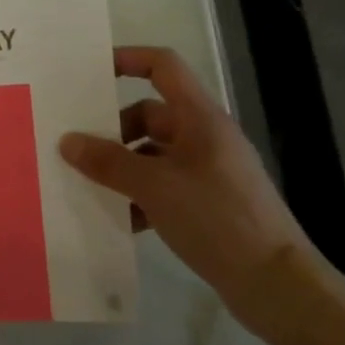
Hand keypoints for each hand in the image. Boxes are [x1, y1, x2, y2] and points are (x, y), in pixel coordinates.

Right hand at [60, 47, 311, 320]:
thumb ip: (108, 162)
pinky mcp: (211, 204)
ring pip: (154, 154)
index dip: (128, 59)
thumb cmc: (217, 218)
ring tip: (92, 187)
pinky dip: (142, 196)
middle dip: (114, 129)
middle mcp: (206, 136)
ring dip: (124, 167)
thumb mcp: (154, 187)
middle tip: (79, 148)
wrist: (277, 285)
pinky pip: (166, 186)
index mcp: (200, 117)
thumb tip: (67, 141)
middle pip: (151, 114)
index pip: (163, 66)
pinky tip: (122, 220)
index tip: (91, 74)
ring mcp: (210, 171)